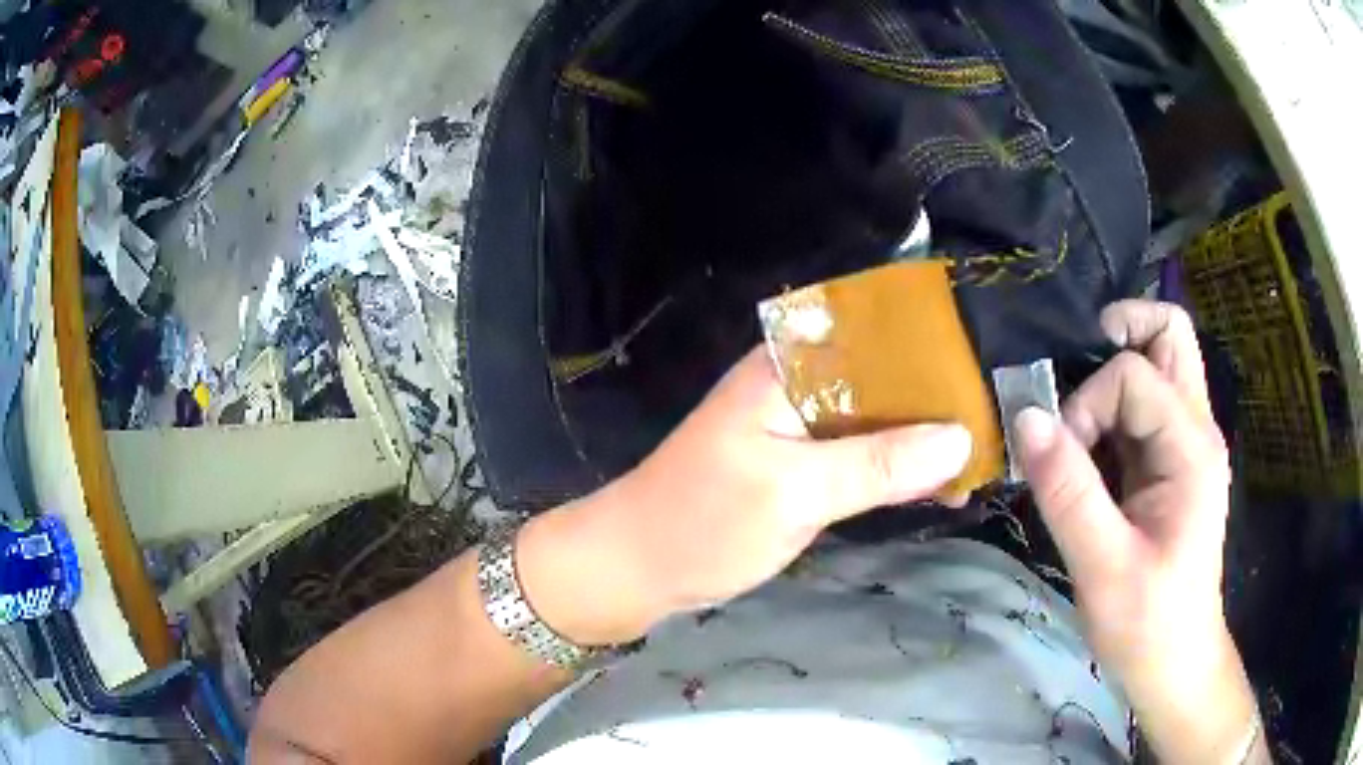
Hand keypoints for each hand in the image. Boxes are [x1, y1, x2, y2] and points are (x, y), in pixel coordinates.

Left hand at [518, 347, 971, 644]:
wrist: (639, 566)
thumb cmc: (703, 521)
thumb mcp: (795, 491)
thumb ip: (878, 463)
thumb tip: (959, 438)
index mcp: (790, 366)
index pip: (876, 333)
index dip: (932, 346)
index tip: (986, 367)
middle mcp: (800, 383)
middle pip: (884, 377)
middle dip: (938, 399)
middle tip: (998, 420)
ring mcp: (801, 426)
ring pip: (879, 419)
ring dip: (923, 437)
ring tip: (982, 454)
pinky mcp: (802, 465)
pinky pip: (863, 455)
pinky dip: (898, 468)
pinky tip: (939, 483)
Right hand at [1016, 300, 1263, 763]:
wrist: (1175, 662)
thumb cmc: (1147, 623)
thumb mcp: (1102, 566)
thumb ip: (1067, 491)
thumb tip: (1025, 416)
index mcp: (1191, 448)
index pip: (1133, 374)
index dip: (1086, 403)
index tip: (1060, 459)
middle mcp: (1197, 430)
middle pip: (1169, 333)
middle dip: (1117, 335)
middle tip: (1072, 377)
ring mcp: (1187, 444)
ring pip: (1158, 361)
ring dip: (1112, 374)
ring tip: (1077, 423)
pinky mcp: (1171, 463)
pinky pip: (1143, 405)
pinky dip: (1110, 410)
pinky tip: (1087, 453)